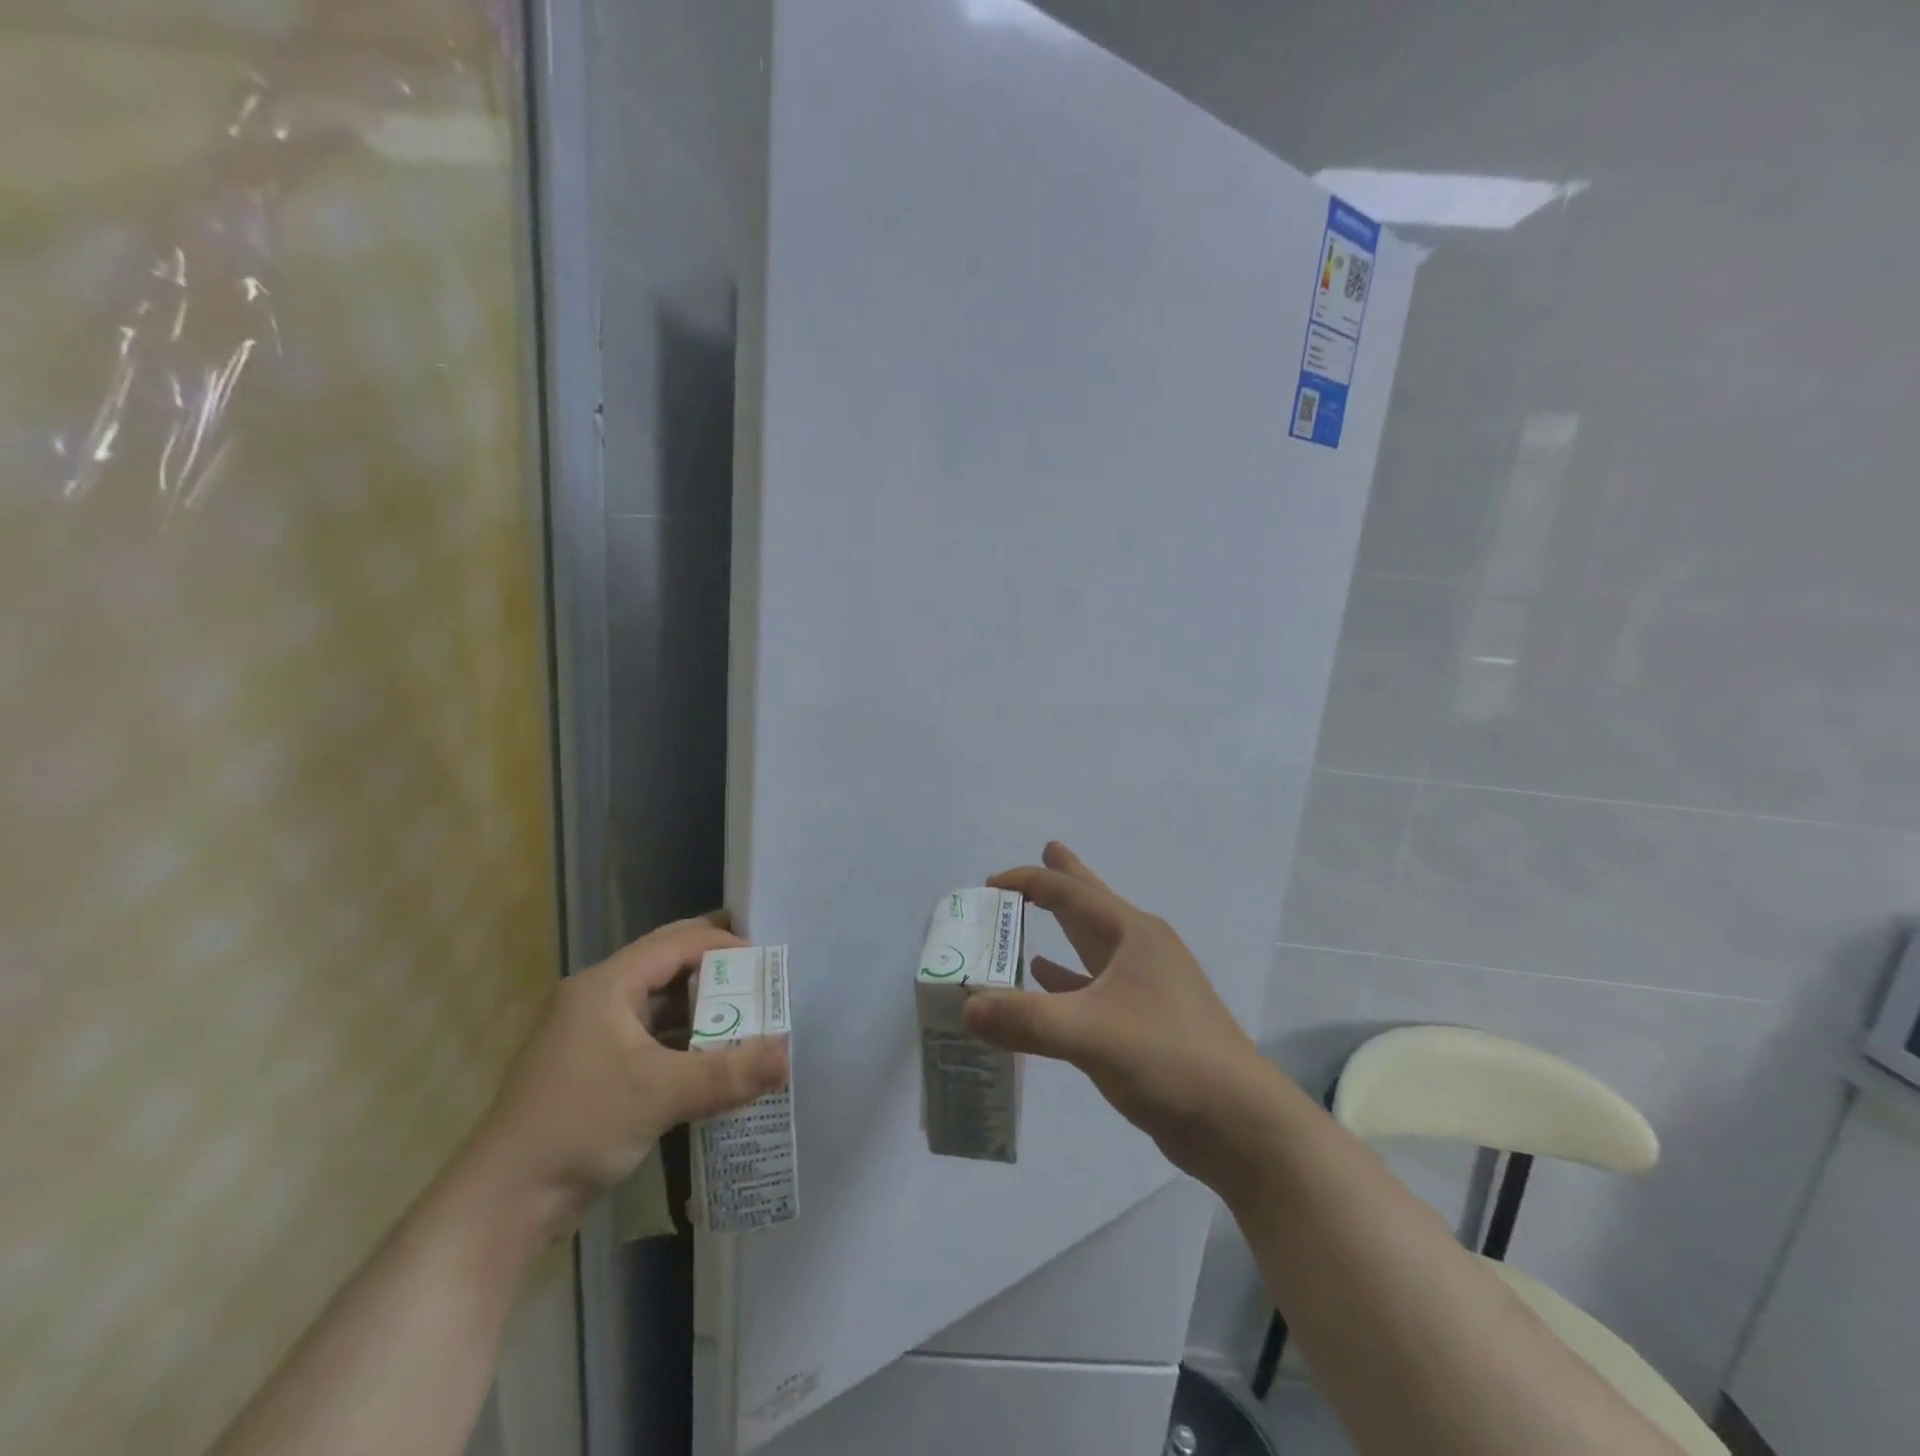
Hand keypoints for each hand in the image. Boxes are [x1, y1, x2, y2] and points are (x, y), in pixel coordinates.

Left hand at [469, 913, 789, 1242]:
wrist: (501, 1205)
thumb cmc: (578, 1127)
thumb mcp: (660, 1095)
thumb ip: (728, 1072)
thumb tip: (788, 1054)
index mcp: (606, 985)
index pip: (676, 943)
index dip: (723, 945)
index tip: (766, 964)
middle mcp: (597, 998)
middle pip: (666, 965)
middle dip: (715, 971)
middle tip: (762, 983)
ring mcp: (592, 1035)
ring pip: (658, 1003)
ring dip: (700, 1008)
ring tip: (747, 1018)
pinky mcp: (593, 1069)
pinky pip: (649, 1037)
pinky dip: (683, 1041)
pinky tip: (712, 1059)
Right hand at [963, 843, 1277, 1190]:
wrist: (1239, 1123)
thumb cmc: (1169, 1058)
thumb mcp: (1091, 1033)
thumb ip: (1025, 1019)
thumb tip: (966, 1008)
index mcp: (1133, 934)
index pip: (1069, 893)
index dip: (1028, 882)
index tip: (988, 885)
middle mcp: (1141, 949)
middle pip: (1092, 903)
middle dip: (1067, 877)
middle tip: (1048, 847)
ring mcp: (1147, 985)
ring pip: (1094, 944)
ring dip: (1064, 927)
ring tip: (1036, 910)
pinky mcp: (1145, 1021)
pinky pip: (1095, 985)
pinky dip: (1067, 977)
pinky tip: (1045, 977)